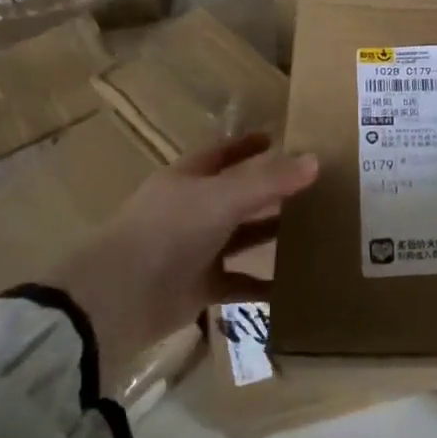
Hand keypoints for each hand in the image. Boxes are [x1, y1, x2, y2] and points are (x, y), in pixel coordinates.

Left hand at [47, 134, 317, 365]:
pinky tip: (293, 285)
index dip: (246, 146)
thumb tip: (315, 160)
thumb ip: (269, 181)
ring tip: (313, 230)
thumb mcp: (224, 198)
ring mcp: (193, 250)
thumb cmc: (169, 232)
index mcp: (187, 181)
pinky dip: (262, 285)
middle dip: (269, 191)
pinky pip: (238, 283)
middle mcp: (189, 211)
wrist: (121, 298)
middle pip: (235, 195)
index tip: (276, 139)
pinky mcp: (198, 287)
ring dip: (269, 234)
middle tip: (311, 187)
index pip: (220, 154)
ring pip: (239, 237)